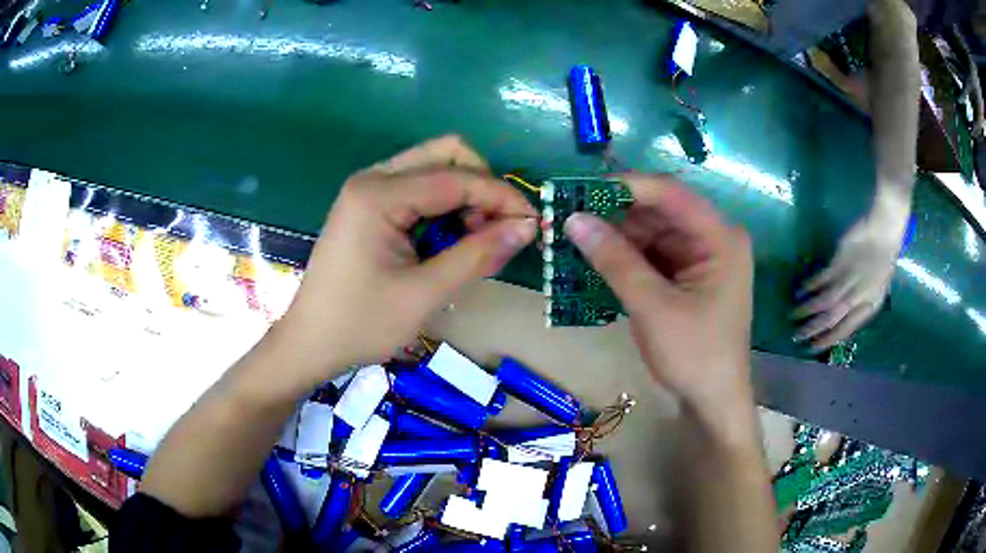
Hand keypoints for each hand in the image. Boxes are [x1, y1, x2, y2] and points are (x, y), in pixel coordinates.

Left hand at [274, 136, 535, 384]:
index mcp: (378, 194)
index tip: (533, 224)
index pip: (457, 178)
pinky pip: (419, 188)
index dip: (501, 197)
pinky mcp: (369, 204)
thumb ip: (477, 255)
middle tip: (499, 228)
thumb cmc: (360, 324)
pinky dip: (446, 206)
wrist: (310, 342)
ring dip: (466, 195)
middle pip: (446, 154)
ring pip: (434, 168)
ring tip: (477, 240)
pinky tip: (451, 239)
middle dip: (483, 186)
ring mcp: (368, 189)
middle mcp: (372, 179)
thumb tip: (527, 227)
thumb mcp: (424, 293)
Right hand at [563, 175, 754, 437]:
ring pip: (653, 231)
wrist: (713, 401)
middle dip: (616, 214)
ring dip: (617, 235)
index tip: (580, 191)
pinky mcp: (689, 274)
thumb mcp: (652, 307)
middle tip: (570, 217)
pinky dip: (627, 256)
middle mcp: (714, 237)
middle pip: (660, 210)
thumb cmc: (694, 355)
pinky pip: (654, 253)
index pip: (671, 193)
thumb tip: (573, 219)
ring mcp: (702, 256)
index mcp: (720, 237)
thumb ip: (614, 260)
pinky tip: (597, 259)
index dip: (625, 186)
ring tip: (576, 238)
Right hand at [793, 196, 908, 350]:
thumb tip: (841, 319)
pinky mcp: (840, 262)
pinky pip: (822, 278)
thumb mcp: (878, 291)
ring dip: (807, 309)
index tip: (812, 347)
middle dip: (813, 329)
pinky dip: (810, 286)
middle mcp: (857, 297)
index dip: (828, 339)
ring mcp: (848, 279)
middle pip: (832, 317)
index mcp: (869, 306)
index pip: (845, 329)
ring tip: (793, 315)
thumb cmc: (882, 263)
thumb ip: (861, 306)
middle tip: (797, 336)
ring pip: (825, 301)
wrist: (883, 232)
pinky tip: (800, 290)